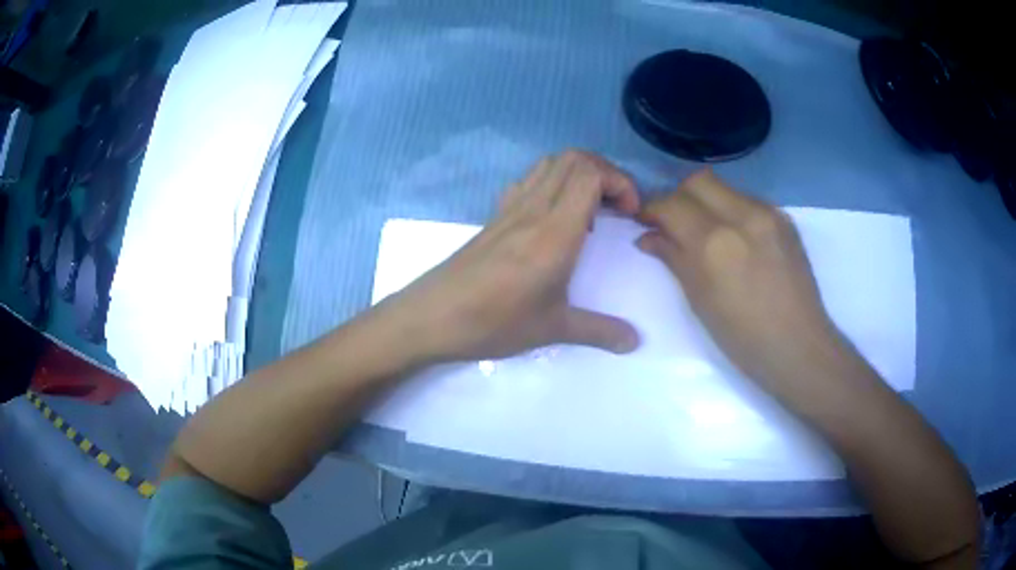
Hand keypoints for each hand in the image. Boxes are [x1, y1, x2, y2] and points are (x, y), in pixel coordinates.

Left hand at [384, 150, 641, 362]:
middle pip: (573, 159)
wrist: (433, 317)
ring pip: (549, 164)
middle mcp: (533, 209)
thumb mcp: (553, 329)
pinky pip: (529, 181)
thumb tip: (635, 342)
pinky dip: (553, 183)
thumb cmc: (495, 322)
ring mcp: (510, 209)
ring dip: (578, 173)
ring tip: (591, 210)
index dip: (619, 181)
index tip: (630, 213)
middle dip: (605, 172)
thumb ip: (600, 332)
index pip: (590, 174)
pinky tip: (555, 217)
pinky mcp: (495, 217)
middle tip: (617, 206)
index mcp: (555, 231)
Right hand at [636, 169, 845, 389]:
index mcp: (715, 243)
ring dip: (706, 203)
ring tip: (706, 233)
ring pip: (725, 188)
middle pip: (698, 181)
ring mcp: (768, 214)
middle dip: (679, 198)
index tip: (644, 220)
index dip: (651, 209)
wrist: (799, 346)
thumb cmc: (743, 338)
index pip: (671, 204)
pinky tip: (736, 240)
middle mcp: (742, 216)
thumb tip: (648, 237)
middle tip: (674, 224)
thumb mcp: (699, 301)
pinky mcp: (784, 219)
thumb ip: (673, 258)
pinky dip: (731, 212)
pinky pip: (747, 201)